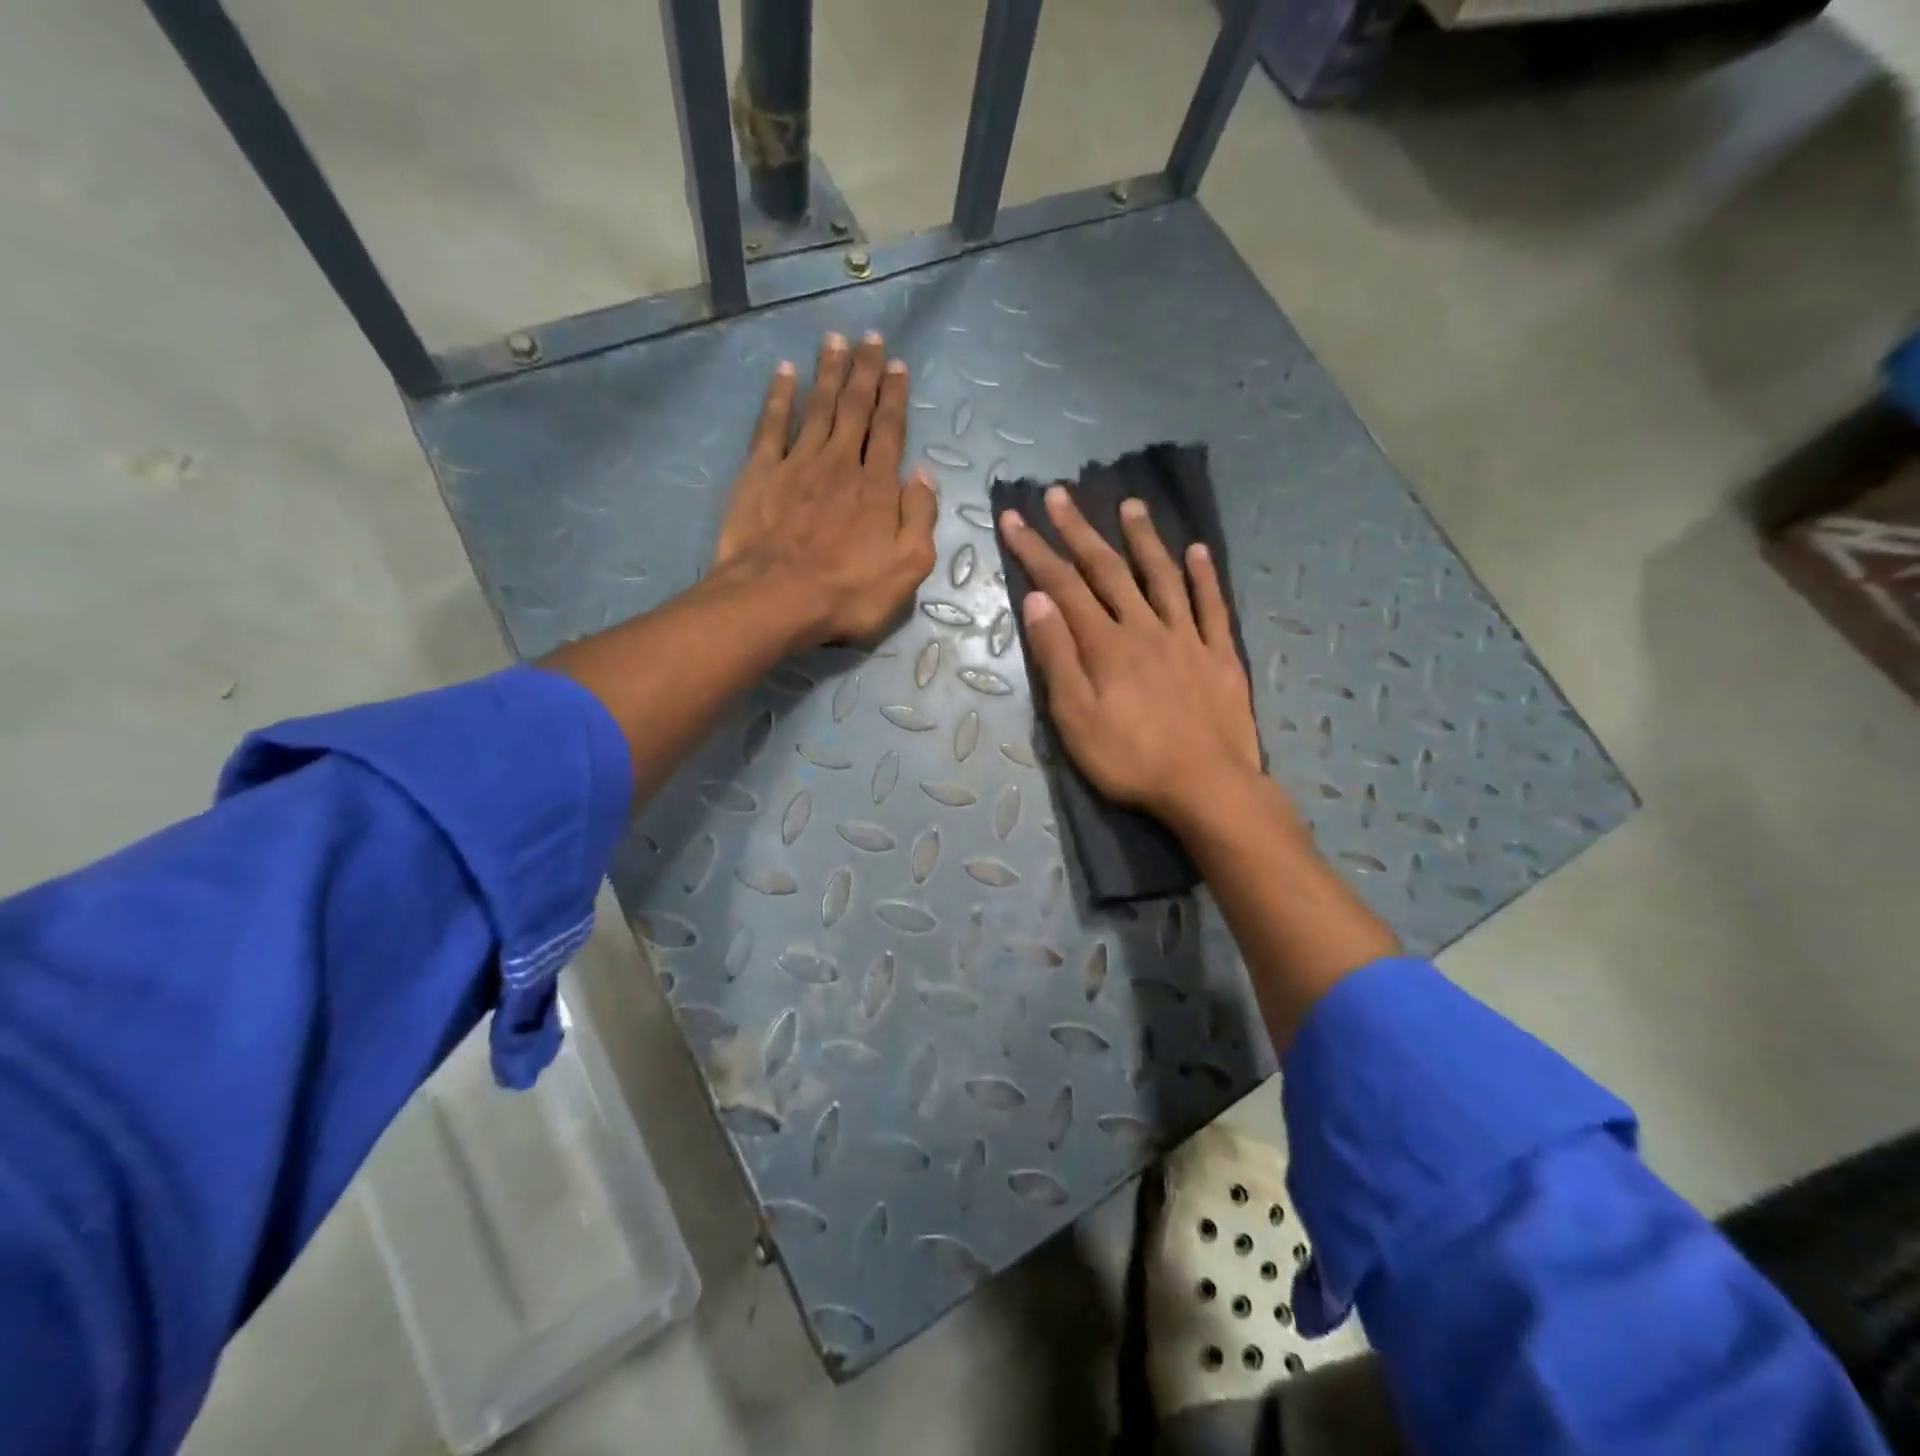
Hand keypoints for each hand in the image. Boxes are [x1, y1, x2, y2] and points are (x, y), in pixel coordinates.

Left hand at [712, 330, 937, 646]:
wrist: (777, 598)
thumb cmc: (849, 592)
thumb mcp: (908, 566)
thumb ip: (920, 517)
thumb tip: (924, 475)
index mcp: (877, 487)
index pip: (889, 431)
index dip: (895, 397)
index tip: (898, 365)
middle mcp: (840, 464)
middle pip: (855, 409)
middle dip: (865, 371)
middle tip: (870, 338)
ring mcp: (798, 464)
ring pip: (818, 408)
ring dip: (828, 373)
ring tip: (835, 340)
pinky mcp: (761, 474)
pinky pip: (772, 426)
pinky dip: (779, 397)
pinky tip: (785, 374)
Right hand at [999, 487, 1263, 828]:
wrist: (1206, 786)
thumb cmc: (1130, 759)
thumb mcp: (1075, 718)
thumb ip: (1057, 657)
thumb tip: (1037, 600)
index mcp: (1105, 644)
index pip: (1062, 586)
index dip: (1035, 550)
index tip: (1015, 517)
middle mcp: (1144, 627)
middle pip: (1107, 570)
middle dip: (1079, 531)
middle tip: (1059, 494)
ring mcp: (1187, 637)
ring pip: (1161, 577)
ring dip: (1143, 539)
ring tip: (1130, 505)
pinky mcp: (1220, 655)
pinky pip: (1212, 606)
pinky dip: (1204, 576)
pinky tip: (1198, 551)